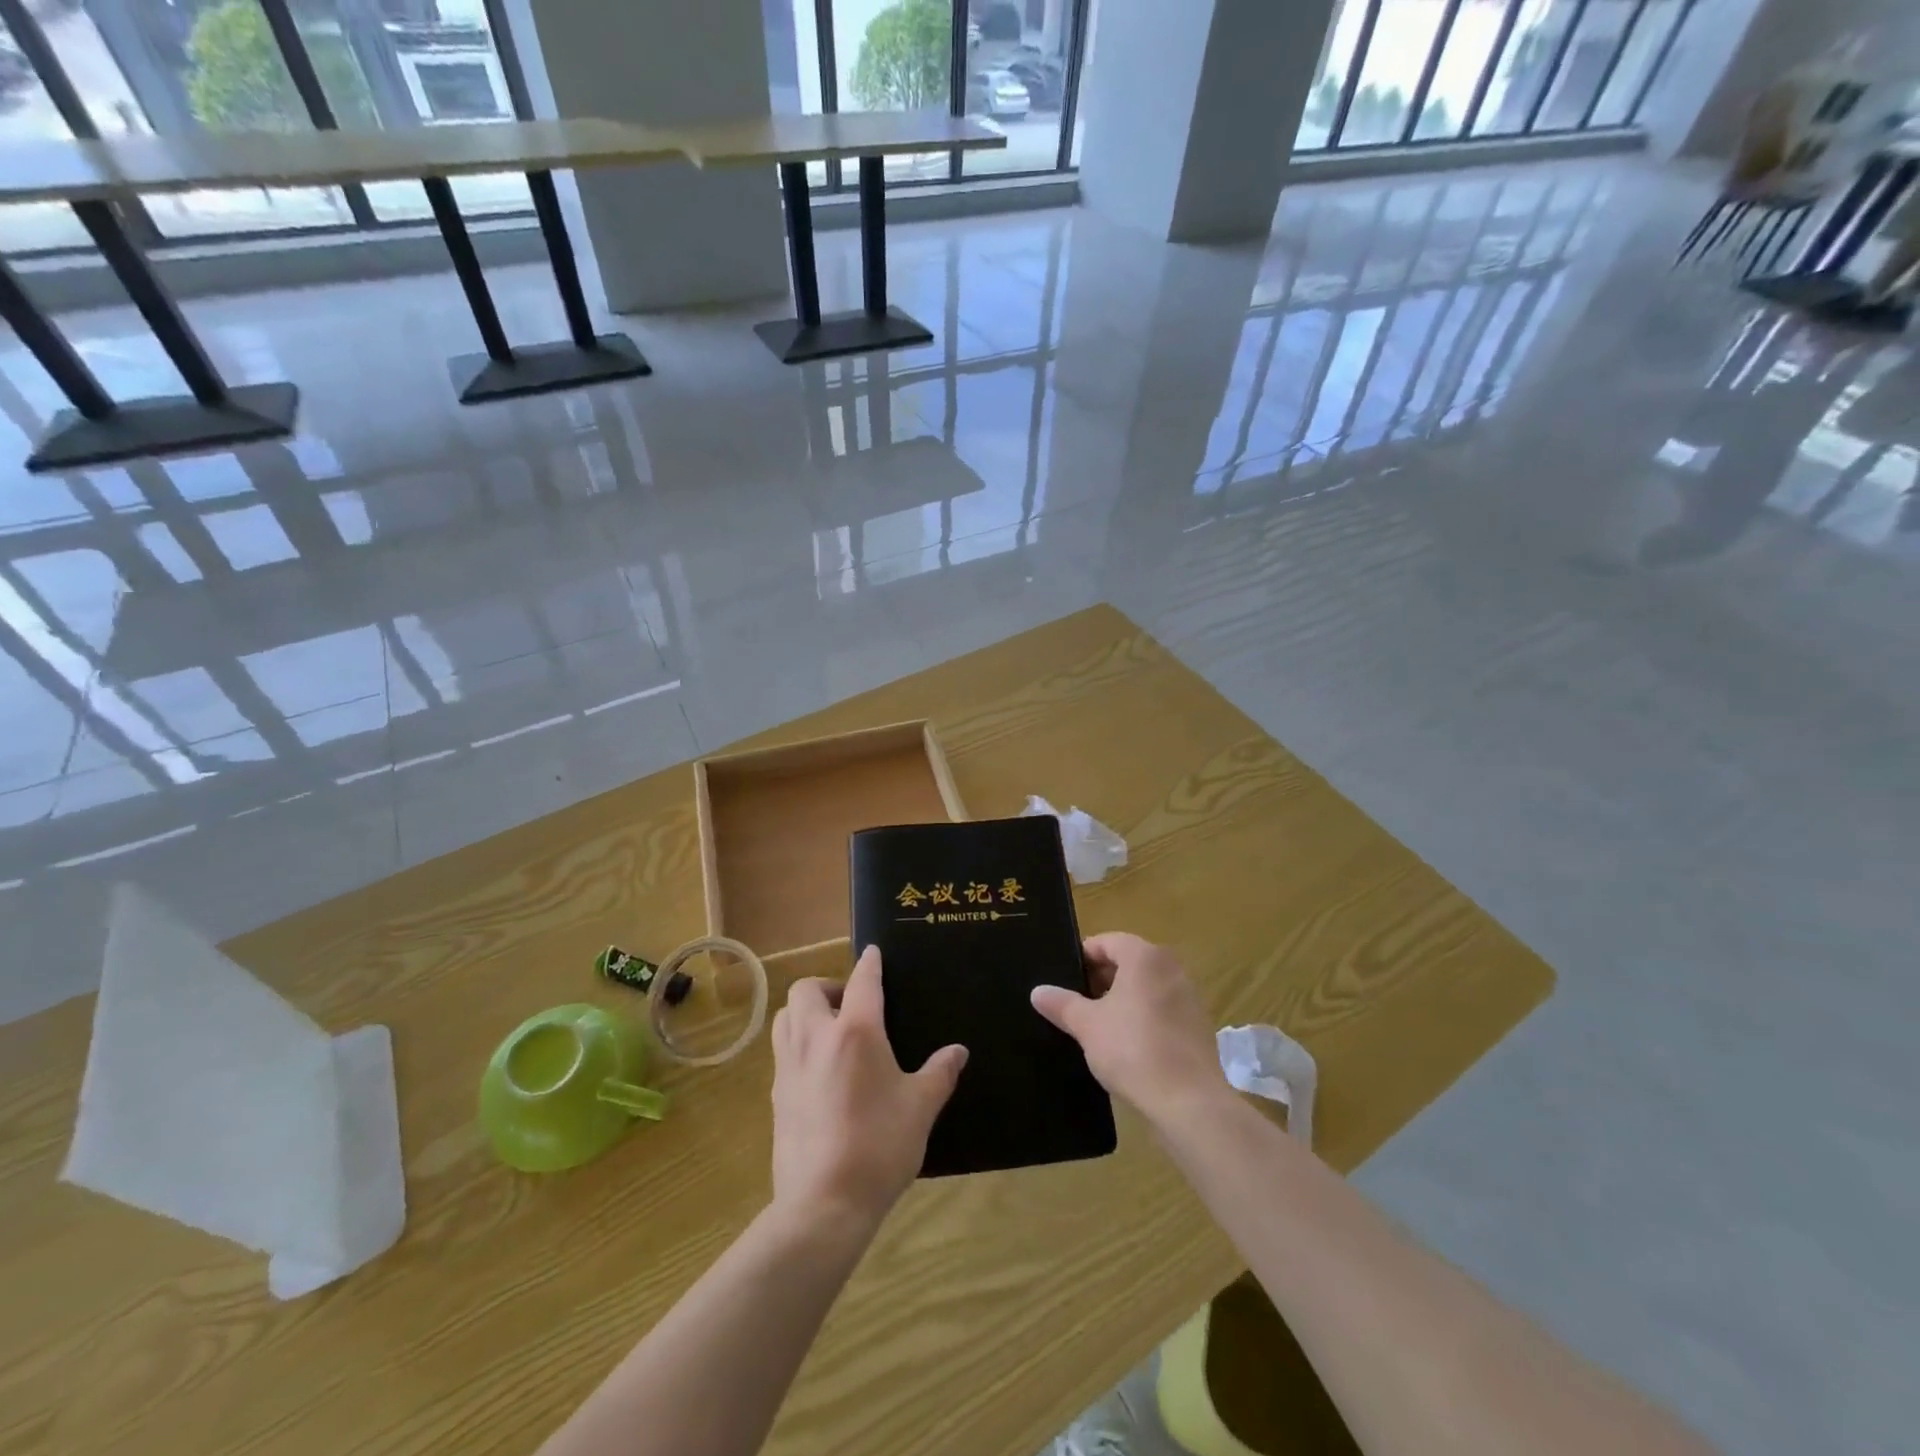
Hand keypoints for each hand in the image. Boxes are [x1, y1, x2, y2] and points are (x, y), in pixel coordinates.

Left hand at [770, 946, 966, 1226]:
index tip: (873, 952)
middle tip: (851, 1004)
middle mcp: (815, 1038)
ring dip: (806, 1012)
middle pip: (807, 990)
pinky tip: (819, 1070)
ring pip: (785, 1017)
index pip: (862, 981)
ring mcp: (789, 1066)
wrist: (824, 1203)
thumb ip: (939, 1073)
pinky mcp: (775, 1094)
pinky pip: (781, 1051)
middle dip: (828, 986)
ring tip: (831, 1031)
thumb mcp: (920, 1108)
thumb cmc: (879, 1146)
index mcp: (855, 1032)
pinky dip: (797, 1044)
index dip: (870, 963)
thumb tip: (958, 1051)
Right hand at [1030, 932, 1225, 1121]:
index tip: (1063, 979)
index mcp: (1145, 957)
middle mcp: (1171, 967)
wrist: (1188, 1102)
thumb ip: (1061, 1004)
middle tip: (1075, 1003)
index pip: (1107, 942)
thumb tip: (1037, 992)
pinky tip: (1127, 1044)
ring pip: (1146, 986)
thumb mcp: (1087, 1025)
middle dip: (1100, 979)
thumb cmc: (1133, 1050)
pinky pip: (1162, 1008)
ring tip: (1097, 1025)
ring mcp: (1189, 996)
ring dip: (1121, 999)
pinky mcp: (1198, 1024)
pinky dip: (1143, 1016)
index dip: (1082, 957)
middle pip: (1128, 961)